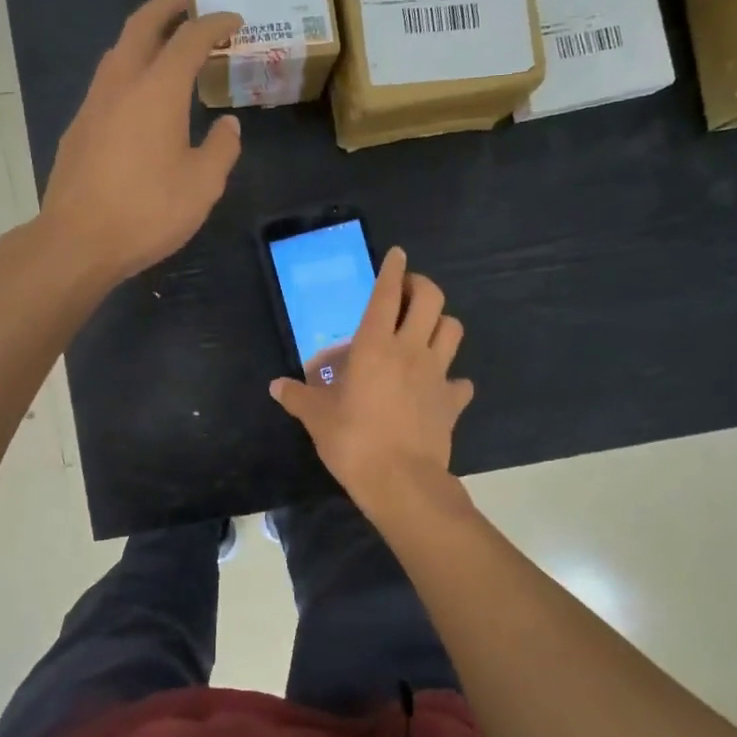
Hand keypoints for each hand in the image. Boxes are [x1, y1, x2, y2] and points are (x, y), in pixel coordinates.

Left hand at [39, 0, 242, 285]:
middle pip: (142, 26)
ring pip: (118, 51)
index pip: (189, 40)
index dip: (214, 25)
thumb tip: (228, 125)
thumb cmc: (148, 211)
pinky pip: (107, 83)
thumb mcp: (203, 185)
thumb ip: (221, 149)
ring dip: (143, 37)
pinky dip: (129, 70)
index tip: (234, 21)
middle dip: (167, 6)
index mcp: (158, 91)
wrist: (77, 240)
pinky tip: (140, 96)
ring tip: (166, 44)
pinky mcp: (79, 128)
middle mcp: (121, 84)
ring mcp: (93, 104)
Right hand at [270, 247, 473, 504]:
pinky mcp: (452, 401)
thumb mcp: (317, 418)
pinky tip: (440, 387)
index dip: (393, 269)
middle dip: (422, 286)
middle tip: (409, 293)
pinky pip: (460, 382)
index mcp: (375, 345)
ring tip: (426, 331)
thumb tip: (276, 386)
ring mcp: (437, 374)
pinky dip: (453, 380)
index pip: (387, 294)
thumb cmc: (354, 442)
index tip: (397, 254)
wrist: (402, 481)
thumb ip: (297, 397)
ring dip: (441, 323)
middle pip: (431, 299)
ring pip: (453, 330)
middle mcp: (410, 350)